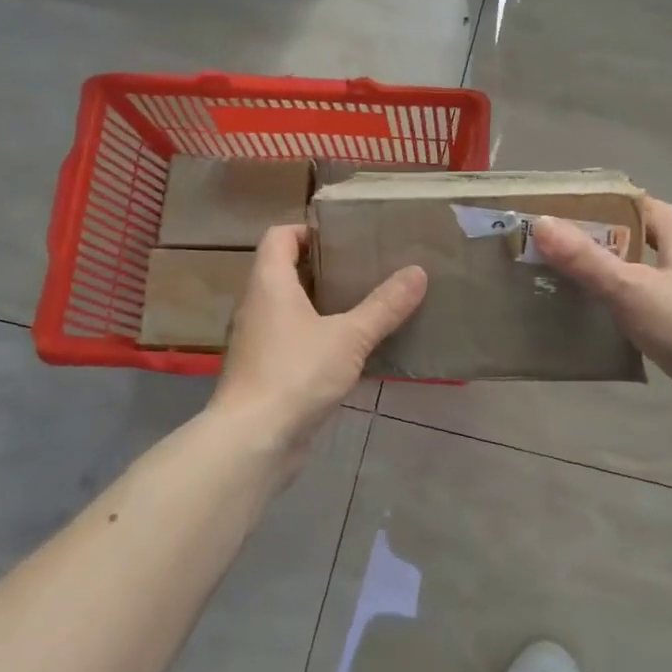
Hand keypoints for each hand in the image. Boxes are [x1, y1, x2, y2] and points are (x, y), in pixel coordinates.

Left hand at [214, 224, 425, 450]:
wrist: (253, 442)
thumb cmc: (296, 373)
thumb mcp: (349, 337)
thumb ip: (384, 305)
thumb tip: (418, 271)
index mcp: (269, 284)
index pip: (279, 236)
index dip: (308, 230)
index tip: (345, 237)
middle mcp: (256, 306)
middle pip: (286, 271)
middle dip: (324, 268)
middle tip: (366, 268)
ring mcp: (257, 341)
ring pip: (290, 309)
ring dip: (323, 304)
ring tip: (365, 304)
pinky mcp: (265, 372)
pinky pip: (293, 340)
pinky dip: (318, 336)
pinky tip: (350, 349)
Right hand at [533, 198, 671, 445]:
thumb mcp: (630, 288)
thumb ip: (586, 259)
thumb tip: (542, 222)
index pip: (648, 207)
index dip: (612, 204)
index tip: (572, 210)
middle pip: (644, 244)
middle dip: (604, 244)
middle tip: (559, 250)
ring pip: (646, 281)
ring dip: (613, 281)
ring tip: (569, 286)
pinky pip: (650, 314)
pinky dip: (625, 315)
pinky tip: (598, 327)